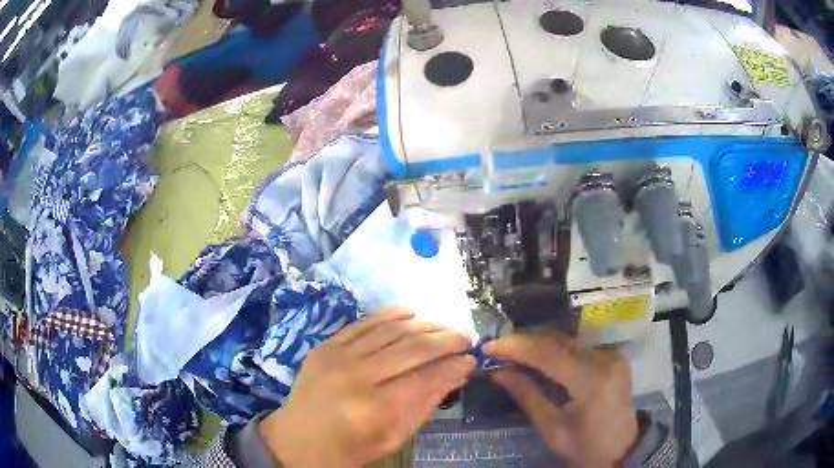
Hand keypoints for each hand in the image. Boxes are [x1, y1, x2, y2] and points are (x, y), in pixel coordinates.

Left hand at [258, 308, 476, 466]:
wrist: (297, 441)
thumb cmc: (349, 449)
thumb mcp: (394, 438)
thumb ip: (426, 404)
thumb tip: (458, 374)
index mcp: (375, 408)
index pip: (427, 377)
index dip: (455, 366)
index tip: (472, 360)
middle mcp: (356, 376)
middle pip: (412, 348)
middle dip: (446, 340)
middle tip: (466, 339)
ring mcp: (337, 357)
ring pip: (391, 330)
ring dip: (424, 324)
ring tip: (445, 326)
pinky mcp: (325, 346)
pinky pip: (363, 322)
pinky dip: (390, 314)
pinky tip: (411, 312)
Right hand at [484, 332, 638, 467]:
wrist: (623, 449)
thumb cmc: (585, 447)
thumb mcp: (552, 428)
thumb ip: (527, 396)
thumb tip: (497, 372)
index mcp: (591, 382)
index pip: (548, 353)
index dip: (516, 346)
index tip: (489, 346)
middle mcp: (605, 360)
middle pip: (558, 342)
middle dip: (524, 342)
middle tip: (496, 349)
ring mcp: (612, 355)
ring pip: (568, 341)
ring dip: (538, 344)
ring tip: (512, 352)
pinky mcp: (613, 356)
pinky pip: (579, 347)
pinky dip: (555, 350)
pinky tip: (538, 357)